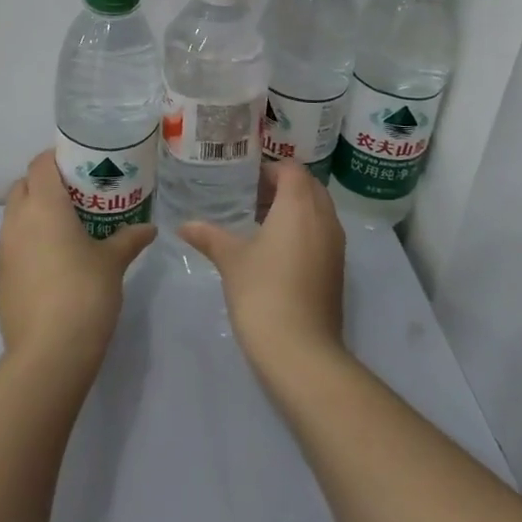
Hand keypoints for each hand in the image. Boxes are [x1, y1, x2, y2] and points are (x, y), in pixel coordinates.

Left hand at [0, 151, 155, 367]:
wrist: (49, 353)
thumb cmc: (84, 293)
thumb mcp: (113, 262)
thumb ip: (129, 239)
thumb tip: (149, 228)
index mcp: (44, 205)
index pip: (40, 164)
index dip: (56, 159)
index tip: (80, 166)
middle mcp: (17, 220)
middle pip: (23, 186)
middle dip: (44, 185)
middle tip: (76, 197)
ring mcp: (3, 250)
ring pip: (14, 216)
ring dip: (34, 214)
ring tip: (66, 230)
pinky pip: (12, 246)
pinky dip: (28, 243)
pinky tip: (53, 264)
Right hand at [181, 162, 345, 373]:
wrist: (301, 351)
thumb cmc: (263, 292)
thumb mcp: (231, 259)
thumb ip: (209, 236)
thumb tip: (184, 225)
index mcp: (299, 205)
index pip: (291, 169)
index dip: (269, 170)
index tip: (244, 182)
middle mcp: (324, 218)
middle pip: (309, 186)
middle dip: (283, 187)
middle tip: (250, 198)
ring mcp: (336, 245)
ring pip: (318, 210)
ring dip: (294, 209)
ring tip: (260, 223)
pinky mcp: (337, 269)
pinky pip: (322, 234)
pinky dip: (304, 231)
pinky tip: (276, 251)